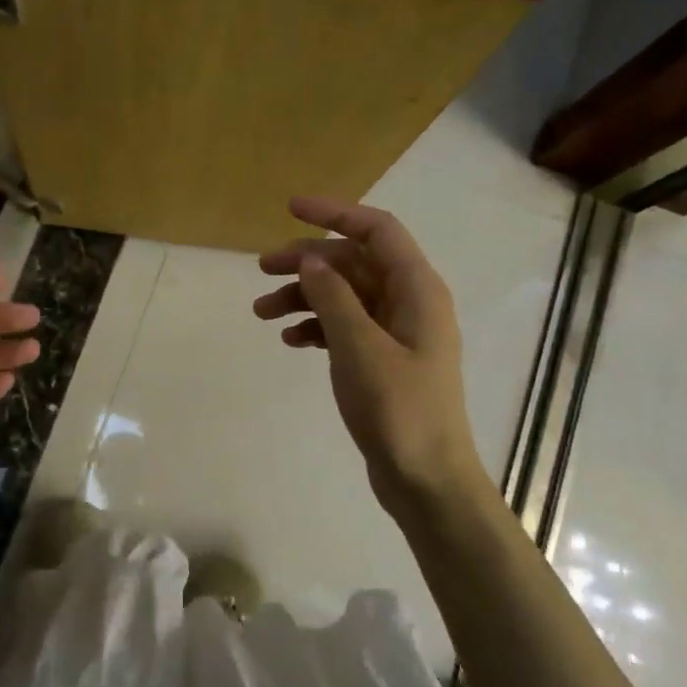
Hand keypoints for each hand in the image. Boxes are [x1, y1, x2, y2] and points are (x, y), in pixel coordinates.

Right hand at [253, 197, 490, 522]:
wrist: (425, 478)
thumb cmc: (399, 409)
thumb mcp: (360, 347)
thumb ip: (334, 298)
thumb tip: (310, 259)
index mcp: (416, 289)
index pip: (376, 230)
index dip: (335, 213)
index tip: (290, 208)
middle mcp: (409, 302)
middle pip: (354, 262)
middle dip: (307, 261)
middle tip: (261, 270)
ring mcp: (396, 333)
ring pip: (344, 296)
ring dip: (304, 297)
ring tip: (262, 312)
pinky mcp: (382, 360)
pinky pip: (344, 327)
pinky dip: (316, 327)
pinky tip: (290, 340)